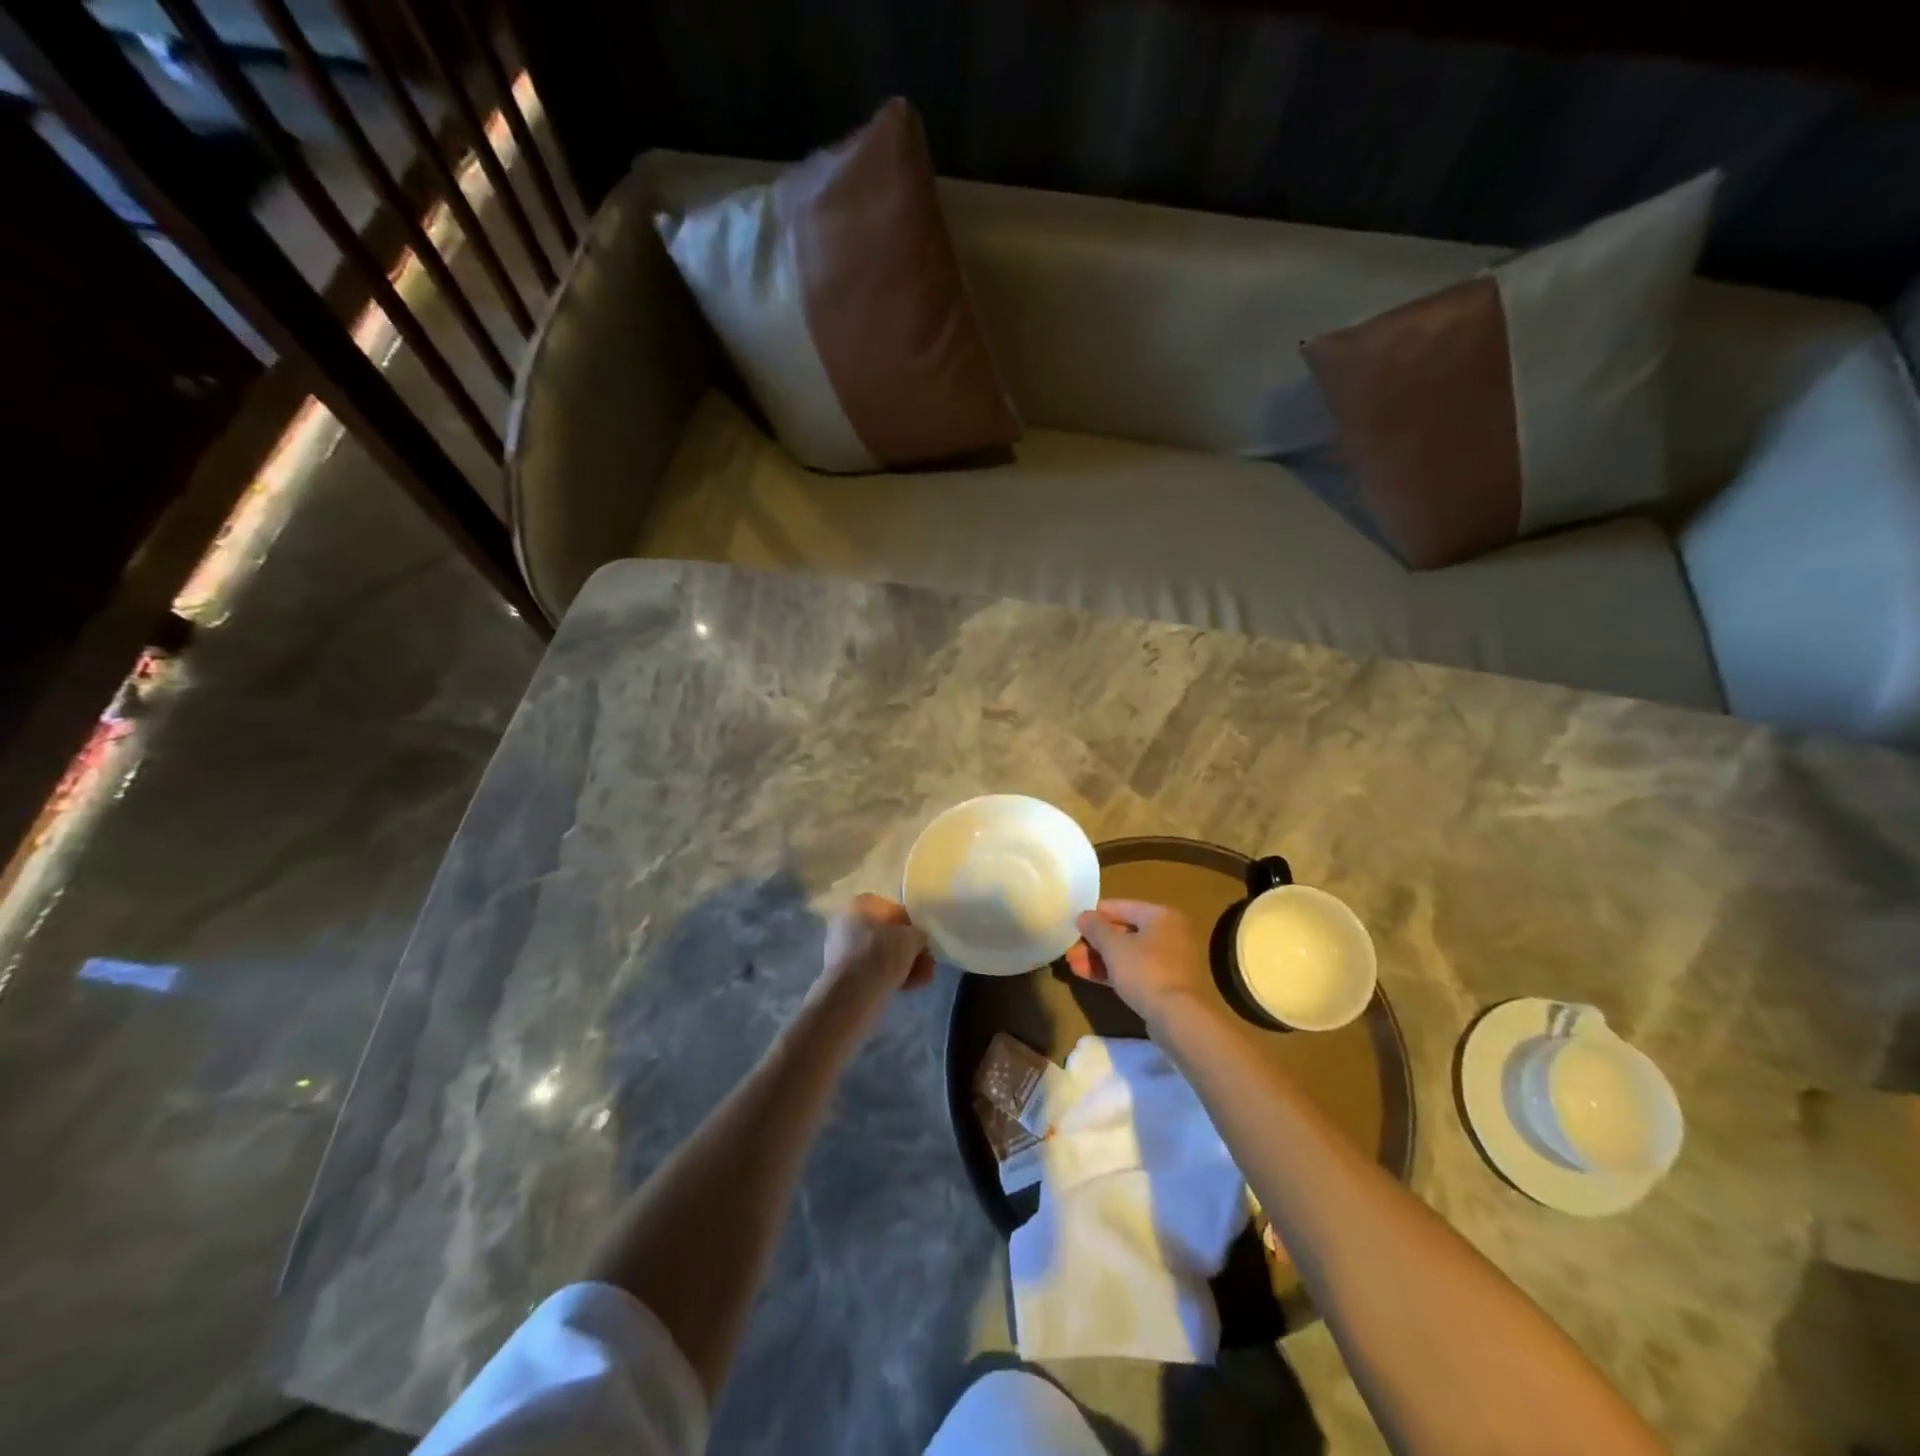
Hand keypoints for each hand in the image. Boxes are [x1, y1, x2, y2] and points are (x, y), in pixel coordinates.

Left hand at [811, 894, 935, 1030]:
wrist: (850, 995)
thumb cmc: (880, 954)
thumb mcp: (911, 938)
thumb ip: (918, 934)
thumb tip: (917, 939)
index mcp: (861, 905)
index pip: (893, 909)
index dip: (911, 926)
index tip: (922, 941)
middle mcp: (848, 923)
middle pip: (887, 935)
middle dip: (909, 950)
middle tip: (928, 962)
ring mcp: (844, 950)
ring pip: (882, 955)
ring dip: (905, 965)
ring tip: (924, 978)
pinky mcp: (845, 975)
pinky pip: (874, 971)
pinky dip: (892, 977)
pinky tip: (911, 987)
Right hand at [1067, 899, 1226, 1027]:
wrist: (1178, 1018)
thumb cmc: (1145, 971)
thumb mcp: (1113, 947)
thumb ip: (1095, 928)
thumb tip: (1084, 915)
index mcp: (1161, 915)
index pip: (1120, 906)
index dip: (1094, 915)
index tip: (1073, 925)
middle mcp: (1170, 933)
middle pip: (1124, 931)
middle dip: (1094, 942)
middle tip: (1070, 951)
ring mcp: (1170, 960)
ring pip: (1128, 953)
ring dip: (1100, 958)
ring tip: (1073, 965)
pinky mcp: (1167, 983)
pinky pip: (1136, 970)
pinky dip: (1115, 971)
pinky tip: (1089, 976)